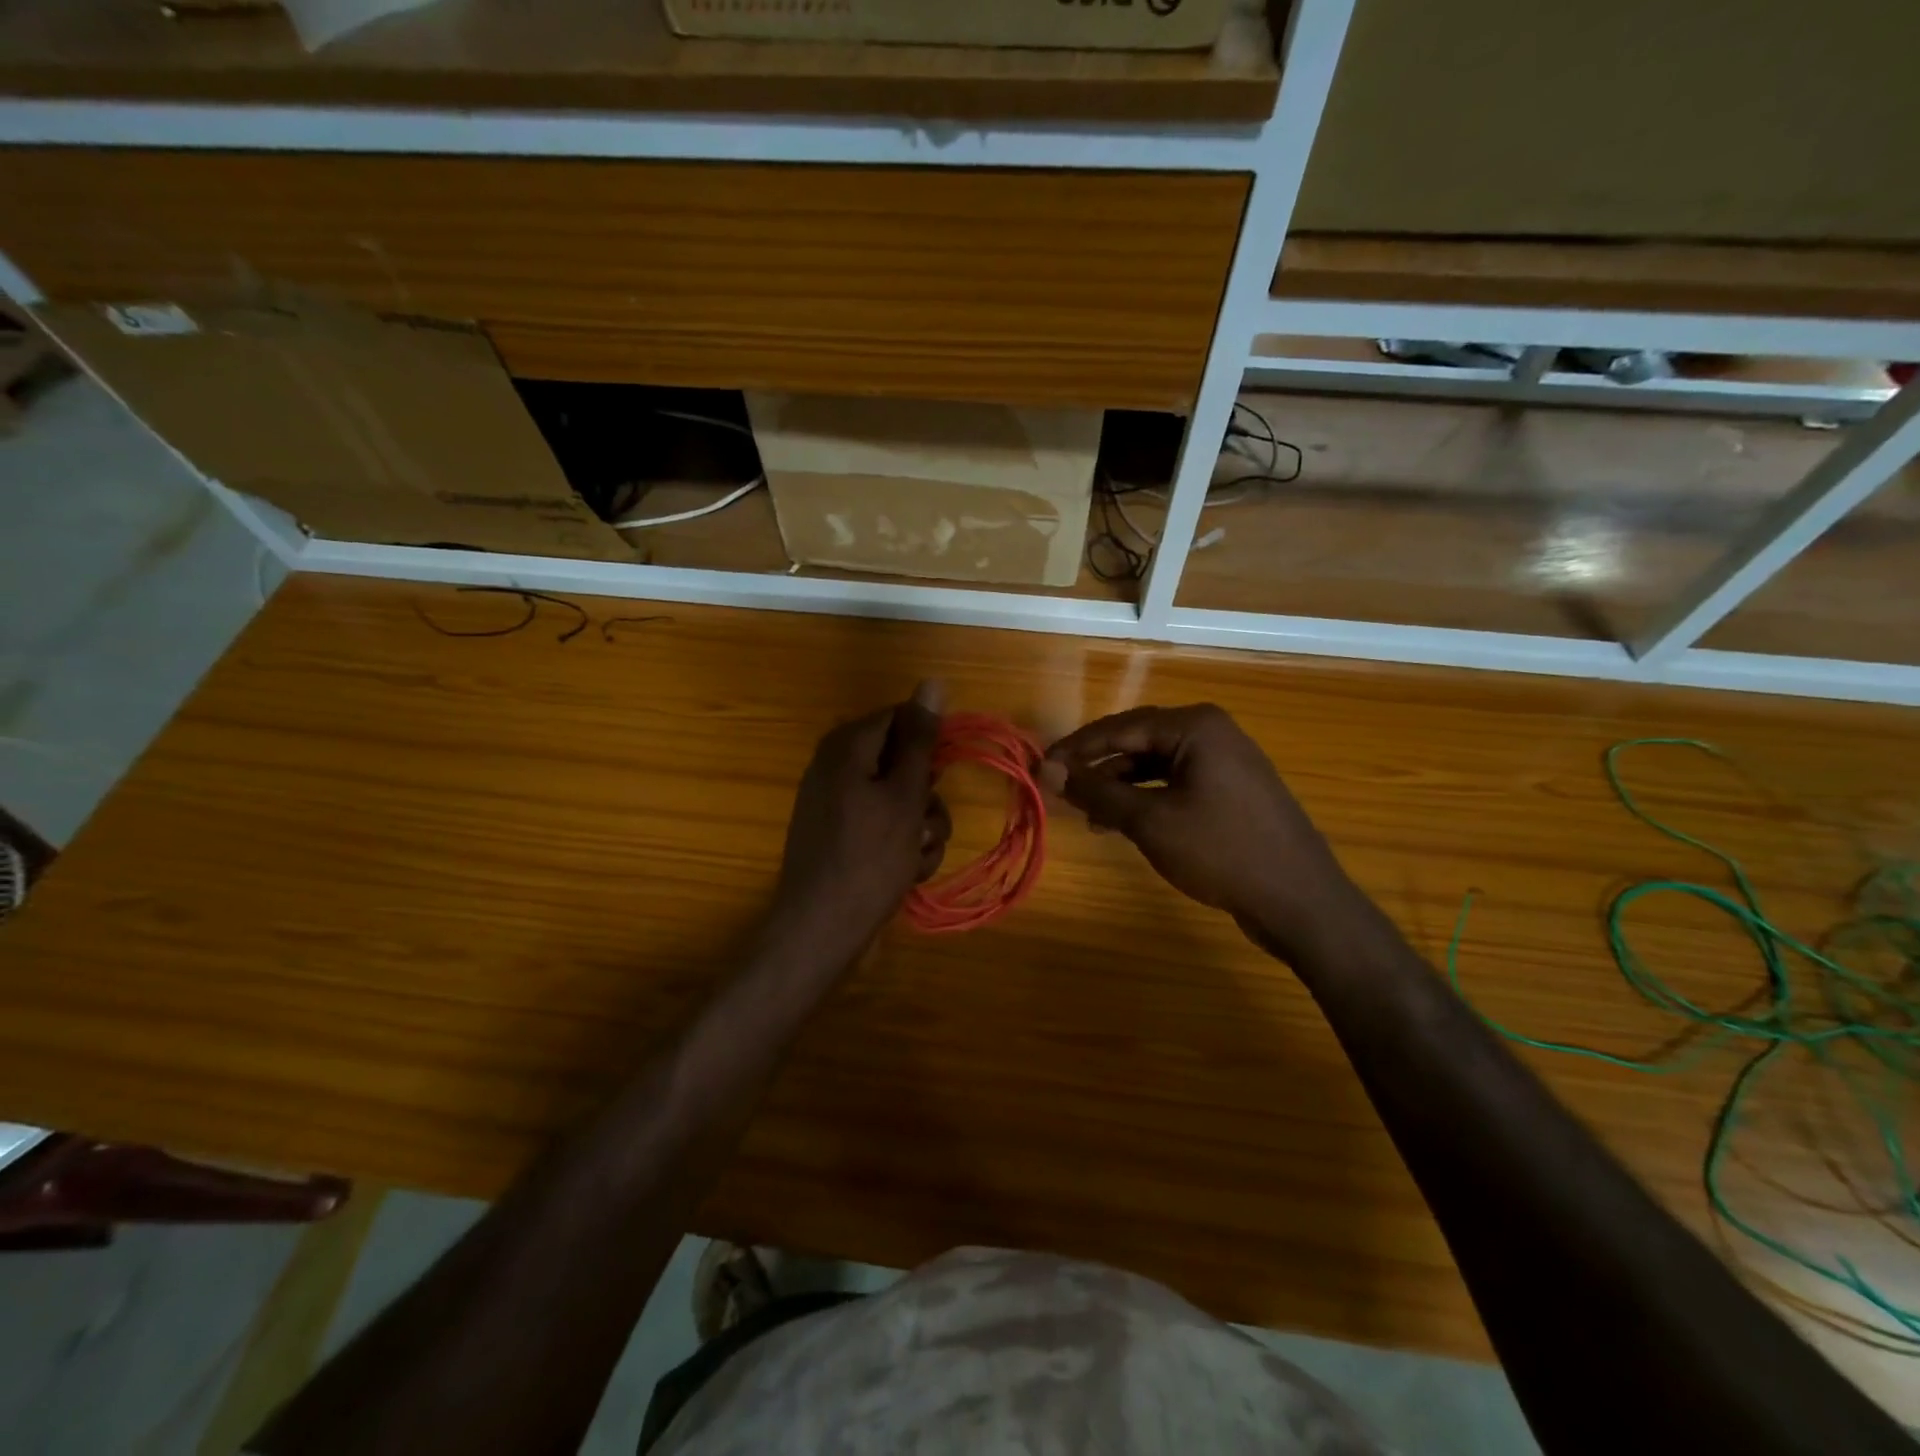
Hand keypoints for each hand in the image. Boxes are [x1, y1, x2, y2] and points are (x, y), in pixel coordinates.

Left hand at [771, 681, 951, 966]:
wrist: (821, 930)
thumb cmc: (869, 858)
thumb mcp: (904, 795)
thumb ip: (920, 739)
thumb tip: (932, 681)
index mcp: (846, 746)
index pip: (901, 718)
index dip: (929, 746)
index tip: (943, 777)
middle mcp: (836, 767)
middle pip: (902, 762)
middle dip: (926, 797)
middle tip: (926, 827)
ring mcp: (835, 803)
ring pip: (900, 799)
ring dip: (920, 828)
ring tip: (915, 858)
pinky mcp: (839, 835)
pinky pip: (883, 825)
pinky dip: (900, 846)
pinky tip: (903, 872)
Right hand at [1045, 704, 1357, 957]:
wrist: (1300, 900)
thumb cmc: (1221, 851)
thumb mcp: (1150, 821)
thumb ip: (1097, 791)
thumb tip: (1048, 769)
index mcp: (1195, 726)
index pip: (1120, 726)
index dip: (1077, 748)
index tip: (1041, 767)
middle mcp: (1212, 732)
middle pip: (1139, 741)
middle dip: (1098, 766)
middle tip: (1060, 788)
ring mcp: (1226, 761)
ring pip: (1157, 765)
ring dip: (1120, 786)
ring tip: (1087, 813)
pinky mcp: (1233, 790)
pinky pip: (1177, 783)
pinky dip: (1147, 799)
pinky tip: (1124, 822)